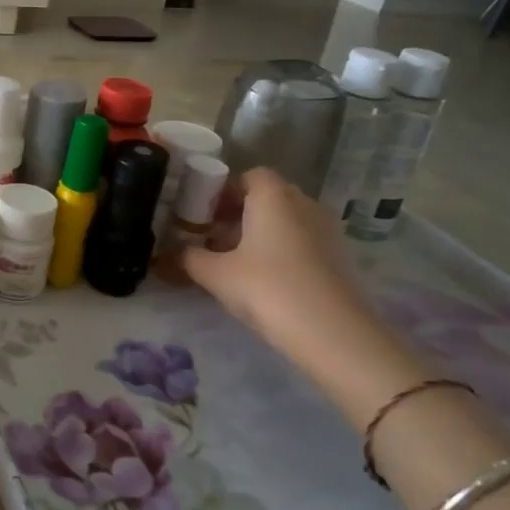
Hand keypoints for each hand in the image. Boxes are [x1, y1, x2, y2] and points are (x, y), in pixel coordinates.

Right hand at [179, 168, 424, 417]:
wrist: (332, 333)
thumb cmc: (267, 288)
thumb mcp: (216, 274)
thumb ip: (189, 258)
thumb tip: (170, 253)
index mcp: (273, 196)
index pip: (249, 176)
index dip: (224, 191)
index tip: (203, 214)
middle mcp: (303, 203)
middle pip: (268, 197)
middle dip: (239, 213)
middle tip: (213, 238)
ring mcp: (326, 230)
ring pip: (286, 220)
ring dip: (261, 233)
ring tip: (235, 262)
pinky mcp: (339, 257)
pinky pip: (302, 241)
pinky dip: (281, 251)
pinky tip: (264, 280)